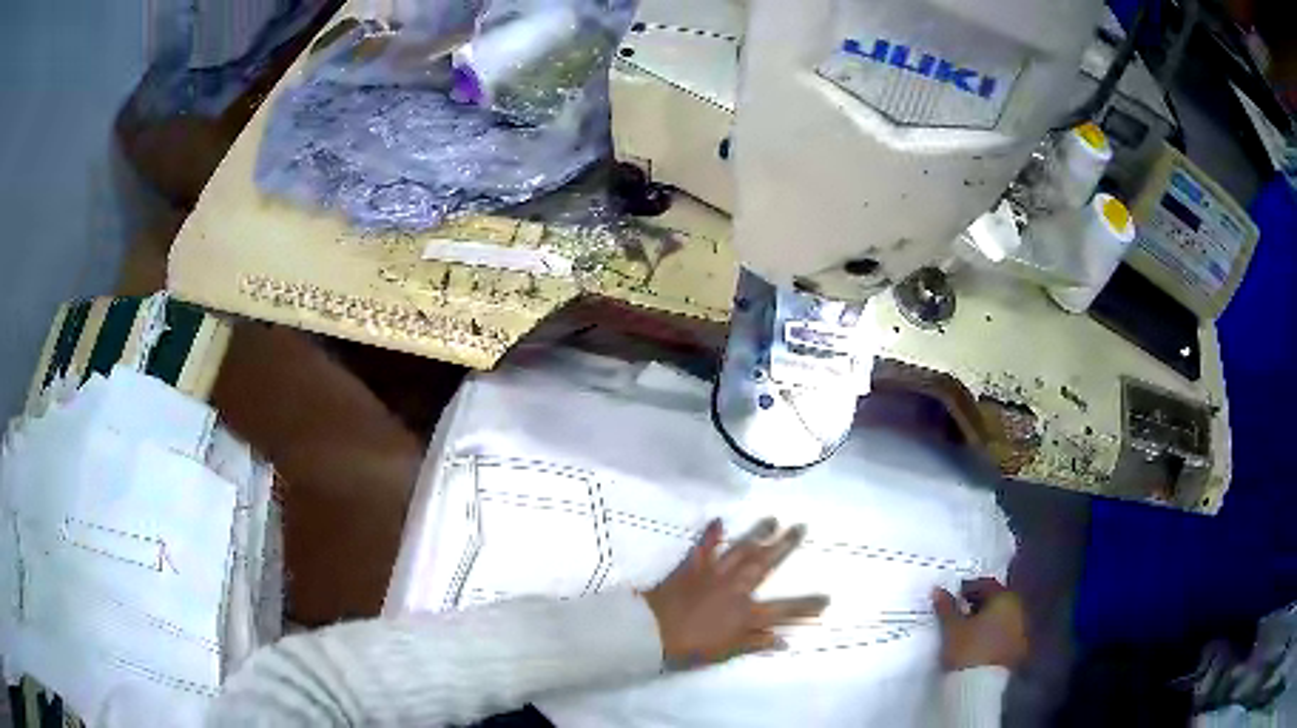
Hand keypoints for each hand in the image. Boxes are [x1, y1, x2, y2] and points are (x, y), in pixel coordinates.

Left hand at [643, 517, 828, 668]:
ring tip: (772, 519)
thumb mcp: (727, 651)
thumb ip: (756, 643)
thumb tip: (784, 641)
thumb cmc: (690, 647)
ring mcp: (714, 574)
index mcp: (746, 613)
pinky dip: (711, 534)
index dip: (805, 606)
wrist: (652, 631)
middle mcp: (736, 588)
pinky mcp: (692, 567)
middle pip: (765, 564)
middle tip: (800, 527)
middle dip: (785, 546)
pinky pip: (704, 548)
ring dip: (757, 533)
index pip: (783, 611)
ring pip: (740, 550)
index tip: (826, 599)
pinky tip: (719, 520)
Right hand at [932, 578, 1028, 670]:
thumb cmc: (968, 649)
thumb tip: (938, 590)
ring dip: (987, 619)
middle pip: (997, 599)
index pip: (986, 584)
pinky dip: (993, 633)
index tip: (954, 596)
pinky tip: (979, 642)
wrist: (981, 685)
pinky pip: (1005, 633)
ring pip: (1003, 617)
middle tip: (960, 611)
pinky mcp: (1019, 649)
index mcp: (1004, 597)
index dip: (969, 588)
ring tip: (968, 629)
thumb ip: (946, 607)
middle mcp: (1018, 608)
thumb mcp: (951, 627)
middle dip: (980, 604)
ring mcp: (1021, 629)